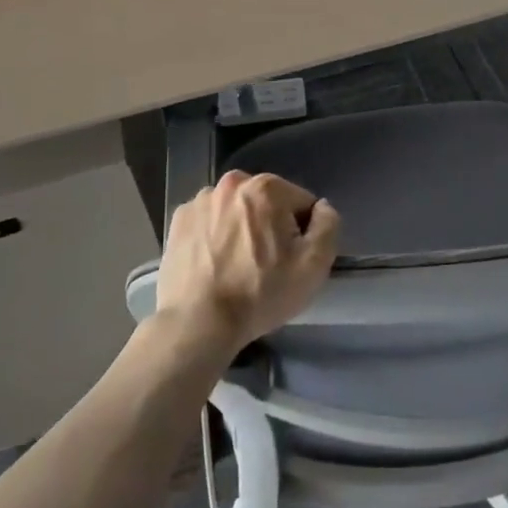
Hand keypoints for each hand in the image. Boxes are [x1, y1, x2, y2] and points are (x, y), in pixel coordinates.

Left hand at [156, 172, 339, 353]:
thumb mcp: (314, 265)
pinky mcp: (178, 221)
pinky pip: (209, 222)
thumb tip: (322, 208)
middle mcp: (233, 183)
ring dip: (241, 229)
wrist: (197, 323)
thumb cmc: (260, 293)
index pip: (301, 204)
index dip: (302, 234)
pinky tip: (213, 264)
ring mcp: (201, 200)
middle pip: (267, 203)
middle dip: (271, 227)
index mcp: (267, 187)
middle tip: (265, 266)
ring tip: (236, 267)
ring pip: (237, 211)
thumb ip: (328, 225)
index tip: (290, 261)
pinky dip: (214, 236)